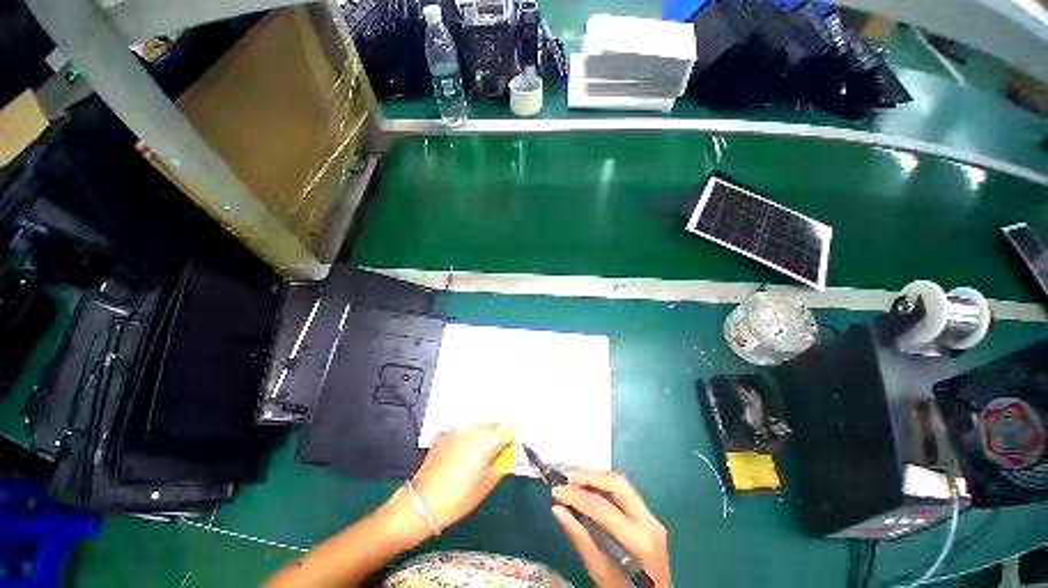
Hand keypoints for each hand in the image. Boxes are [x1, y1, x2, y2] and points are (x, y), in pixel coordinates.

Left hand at [411, 423, 514, 530]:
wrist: (422, 503)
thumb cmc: (458, 498)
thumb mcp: (488, 483)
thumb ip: (503, 461)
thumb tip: (508, 450)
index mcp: (486, 439)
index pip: (508, 428)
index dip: (512, 438)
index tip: (510, 449)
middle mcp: (472, 428)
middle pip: (493, 424)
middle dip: (497, 436)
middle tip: (494, 455)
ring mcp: (457, 429)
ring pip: (479, 426)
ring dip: (483, 436)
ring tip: (477, 457)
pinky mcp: (445, 433)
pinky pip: (464, 431)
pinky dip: (468, 438)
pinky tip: (462, 456)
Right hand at [551, 470, 670, 587]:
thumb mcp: (599, 570)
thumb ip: (579, 537)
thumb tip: (557, 509)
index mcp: (639, 541)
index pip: (604, 509)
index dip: (577, 497)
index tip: (556, 491)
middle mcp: (649, 522)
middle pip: (618, 485)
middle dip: (590, 477)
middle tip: (567, 478)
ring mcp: (651, 516)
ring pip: (622, 483)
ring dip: (596, 477)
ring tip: (574, 478)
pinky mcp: (648, 515)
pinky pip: (624, 491)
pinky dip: (604, 485)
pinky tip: (589, 486)